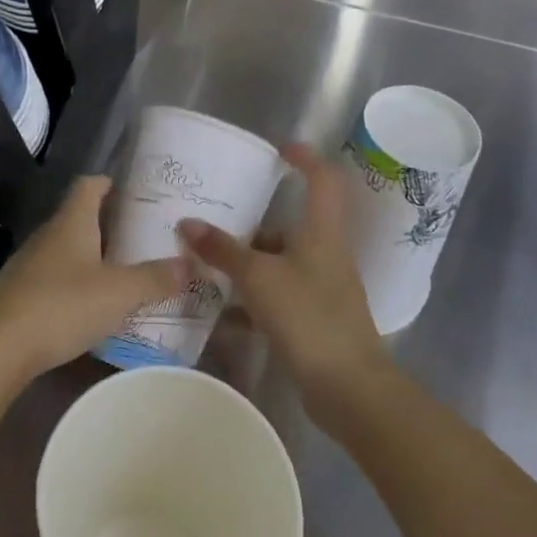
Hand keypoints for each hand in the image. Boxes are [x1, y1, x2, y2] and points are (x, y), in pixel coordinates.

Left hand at [0, 175, 186, 390]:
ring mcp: (29, 265)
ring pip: (68, 249)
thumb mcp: (118, 293)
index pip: (90, 184)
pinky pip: (55, 278)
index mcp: (71, 222)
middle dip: (111, 224)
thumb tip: (191, 264)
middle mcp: (48, 235)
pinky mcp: (19, 294)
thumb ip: (155, 278)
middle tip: (145, 237)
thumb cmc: (61, 306)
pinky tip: (94, 306)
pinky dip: (78, 284)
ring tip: (127, 272)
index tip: (137, 192)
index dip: (112, 183)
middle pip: (80, 217)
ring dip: (95, 256)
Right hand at [179, 143, 389, 426]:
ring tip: (206, 263)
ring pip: (279, 263)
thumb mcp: (258, 277)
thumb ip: (223, 250)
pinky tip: (221, 309)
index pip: (322, 180)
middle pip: (289, 226)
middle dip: (253, 223)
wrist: (349, 387)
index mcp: (321, 232)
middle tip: (214, 219)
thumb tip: (188, 224)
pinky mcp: (312, 318)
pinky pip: (276, 296)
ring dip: (246, 262)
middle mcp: (324, 253)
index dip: (305, 159)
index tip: (279, 149)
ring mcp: (320, 288)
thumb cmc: (308, 316)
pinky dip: (251, 297)